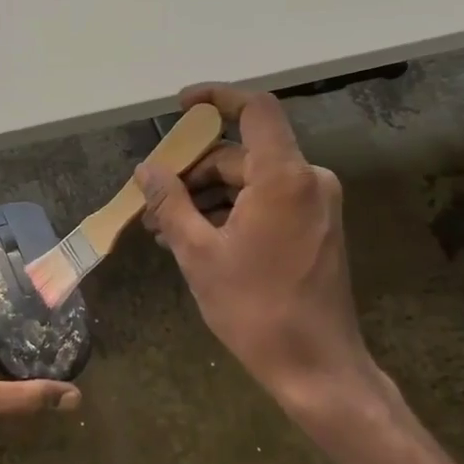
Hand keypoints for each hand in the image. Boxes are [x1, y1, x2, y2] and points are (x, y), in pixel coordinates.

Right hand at [137, 85, 385, 434]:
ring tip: (162, 227)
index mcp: (284, 177)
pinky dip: (231, 211)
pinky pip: (267, 201)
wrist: (316, 366)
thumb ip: (170, 202)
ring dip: (206, 196)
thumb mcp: (198, 253)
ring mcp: (316, 204)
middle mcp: (308, 180)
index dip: (217, 97)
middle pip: (241, 153)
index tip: (181, 107)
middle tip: (151, 200)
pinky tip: (194, 237)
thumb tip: (146, 170)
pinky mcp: (316, 227)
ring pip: (251, 180)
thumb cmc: (254, 308)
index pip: (255, 109)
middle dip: (192, 171)